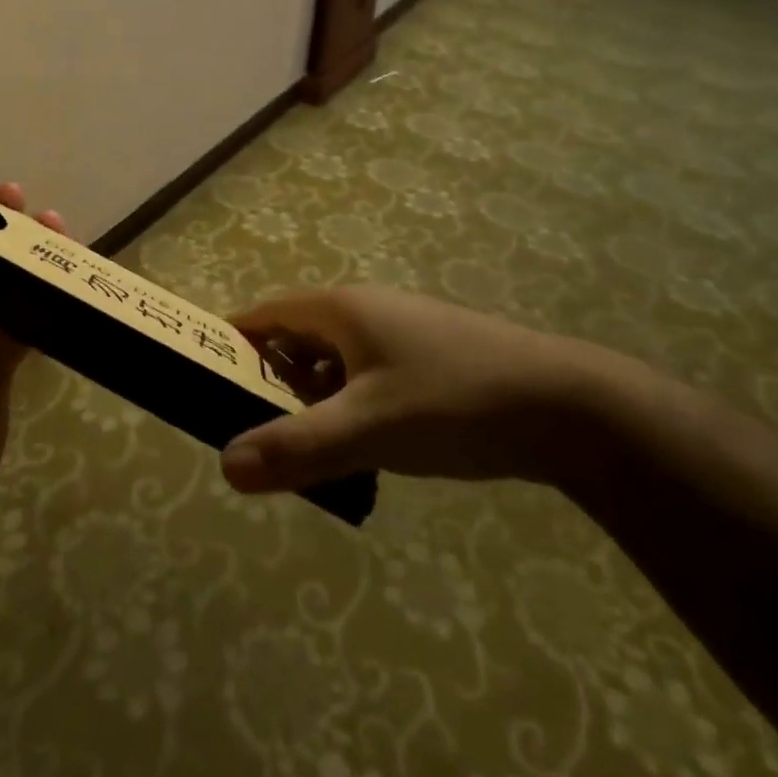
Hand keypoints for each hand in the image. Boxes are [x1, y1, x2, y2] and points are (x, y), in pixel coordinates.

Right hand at [220, 285, 649, 493]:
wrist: (570, 407)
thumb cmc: (453, 403)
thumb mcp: (368, 429)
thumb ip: (296, 448)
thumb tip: (225, 466)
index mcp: (340, 309)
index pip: (265, 315)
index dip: (233, 343)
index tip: (207, 379)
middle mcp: (366, 310)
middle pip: (297, 340)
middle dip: (274, 384)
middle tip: (260, 433)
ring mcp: (402, 332)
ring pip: (335, 363)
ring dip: (316, 401)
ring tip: (313, 452)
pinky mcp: (430, 358)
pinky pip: (369, 377)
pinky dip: (352, 407)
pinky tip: (368, 449)